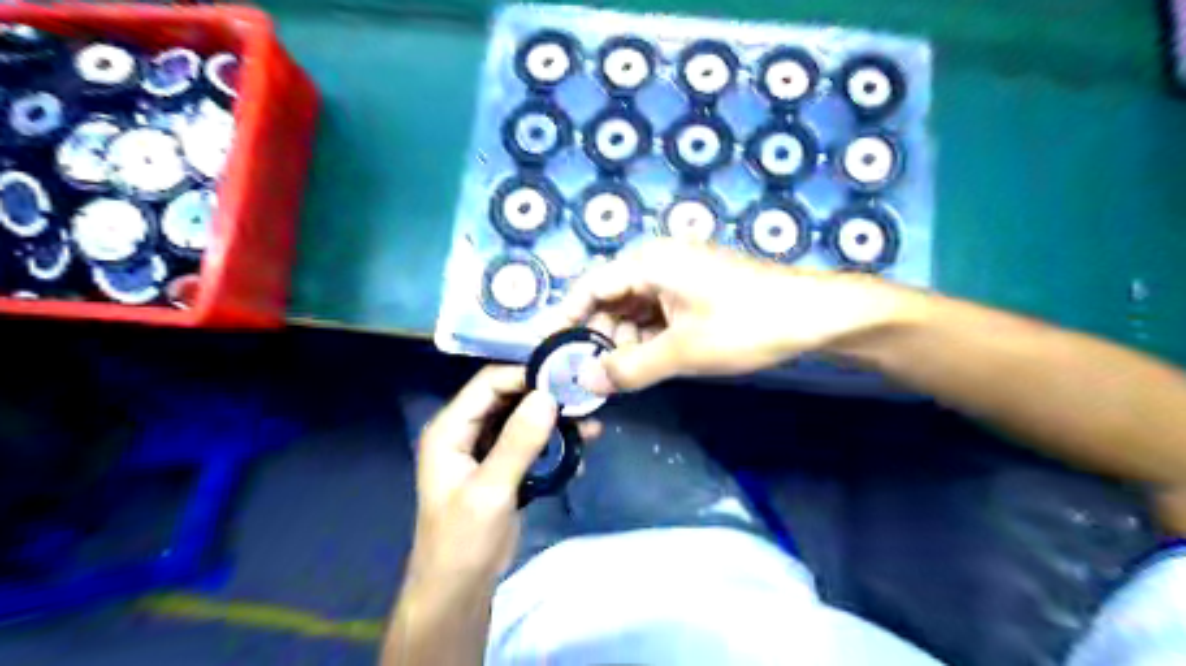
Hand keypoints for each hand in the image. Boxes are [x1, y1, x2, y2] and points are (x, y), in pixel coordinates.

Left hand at [408, 368, 596, 590]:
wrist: (459, 591)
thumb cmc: (463, 542)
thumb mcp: (490, 492)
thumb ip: (518, 443)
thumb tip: (548, 396)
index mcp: (450, 430)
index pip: (488, 384)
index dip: (525, 375)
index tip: (566, 376)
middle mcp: (465, 431)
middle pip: (508, 397)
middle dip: (545, 394)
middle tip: (584, 395)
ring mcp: (484, 448)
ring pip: (521, 417)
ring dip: (553, 418)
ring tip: (590, 420)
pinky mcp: (503, 465)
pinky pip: (529, 441)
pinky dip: (553, 440)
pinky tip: (581, 445)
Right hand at [557, 242, 910, 392]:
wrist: (815, 317)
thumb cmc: (745, 325)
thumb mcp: (682, 351)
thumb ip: (628, 368)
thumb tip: (583, 382)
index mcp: (649, 262)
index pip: (590, 287)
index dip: (568, 320)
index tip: (552, 352)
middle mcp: (658, 262)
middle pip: (611, 298)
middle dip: (598, 337)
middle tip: (588, 376)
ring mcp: (679, 277)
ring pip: (634, 310)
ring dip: (624, 342)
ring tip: (619, 378)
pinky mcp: (695, 293)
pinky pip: (657, 315)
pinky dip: (647, 339)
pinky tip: (646, 364)